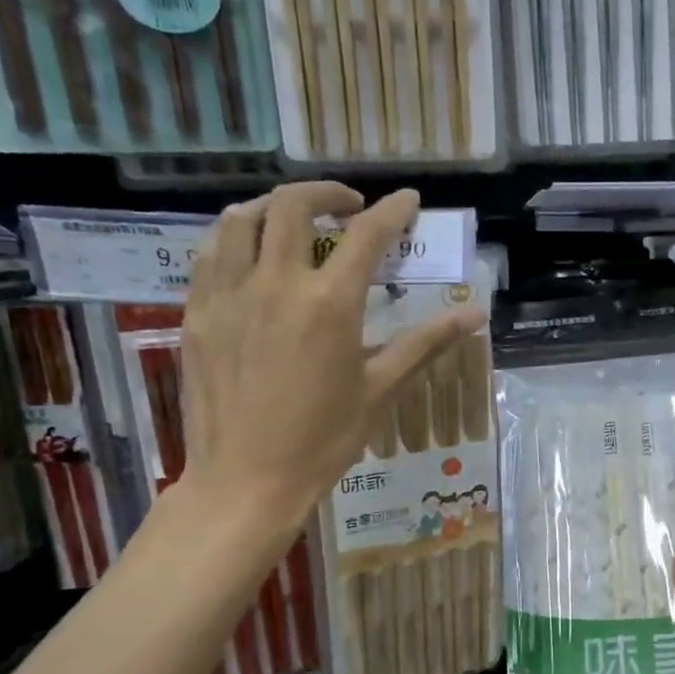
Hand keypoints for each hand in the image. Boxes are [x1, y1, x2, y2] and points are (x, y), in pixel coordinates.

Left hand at [178, 183, 483, 536]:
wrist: (246, 480)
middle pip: (294, 206)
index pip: (367, 235)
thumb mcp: (382, 391)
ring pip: (242, 219)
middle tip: (349, 207)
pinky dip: (235, 237)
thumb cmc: (324, 440)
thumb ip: (426, 344)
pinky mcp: (199, 313)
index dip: (393, 211)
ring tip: (295, 221)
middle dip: (327, 193)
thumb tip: (475, 315)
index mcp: (330, 304)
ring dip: (274, 207)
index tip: (408, 200)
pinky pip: (210, 253)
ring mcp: (230, 295)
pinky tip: (250, 254)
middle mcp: (277, 284)